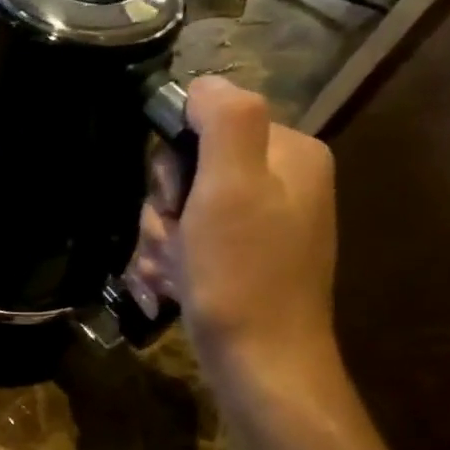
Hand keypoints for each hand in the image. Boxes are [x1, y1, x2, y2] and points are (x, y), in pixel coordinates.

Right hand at [126, 76, 338, 391]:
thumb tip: (201, 85)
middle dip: (165, 210)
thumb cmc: (242, 276)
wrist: (261, 364)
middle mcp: (280, 183)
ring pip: (182, 211)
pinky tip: (175, 288)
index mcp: (288, 154)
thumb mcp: (231, 188)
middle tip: (175, 243)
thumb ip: (225, 121)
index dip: (175, 163)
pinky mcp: (243, 260)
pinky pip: (191, 243)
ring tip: (173, 274)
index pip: (207, 124)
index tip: (178, 203)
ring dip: (162, 242)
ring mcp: (262, 225)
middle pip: (189, 171)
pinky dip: (173, 264)